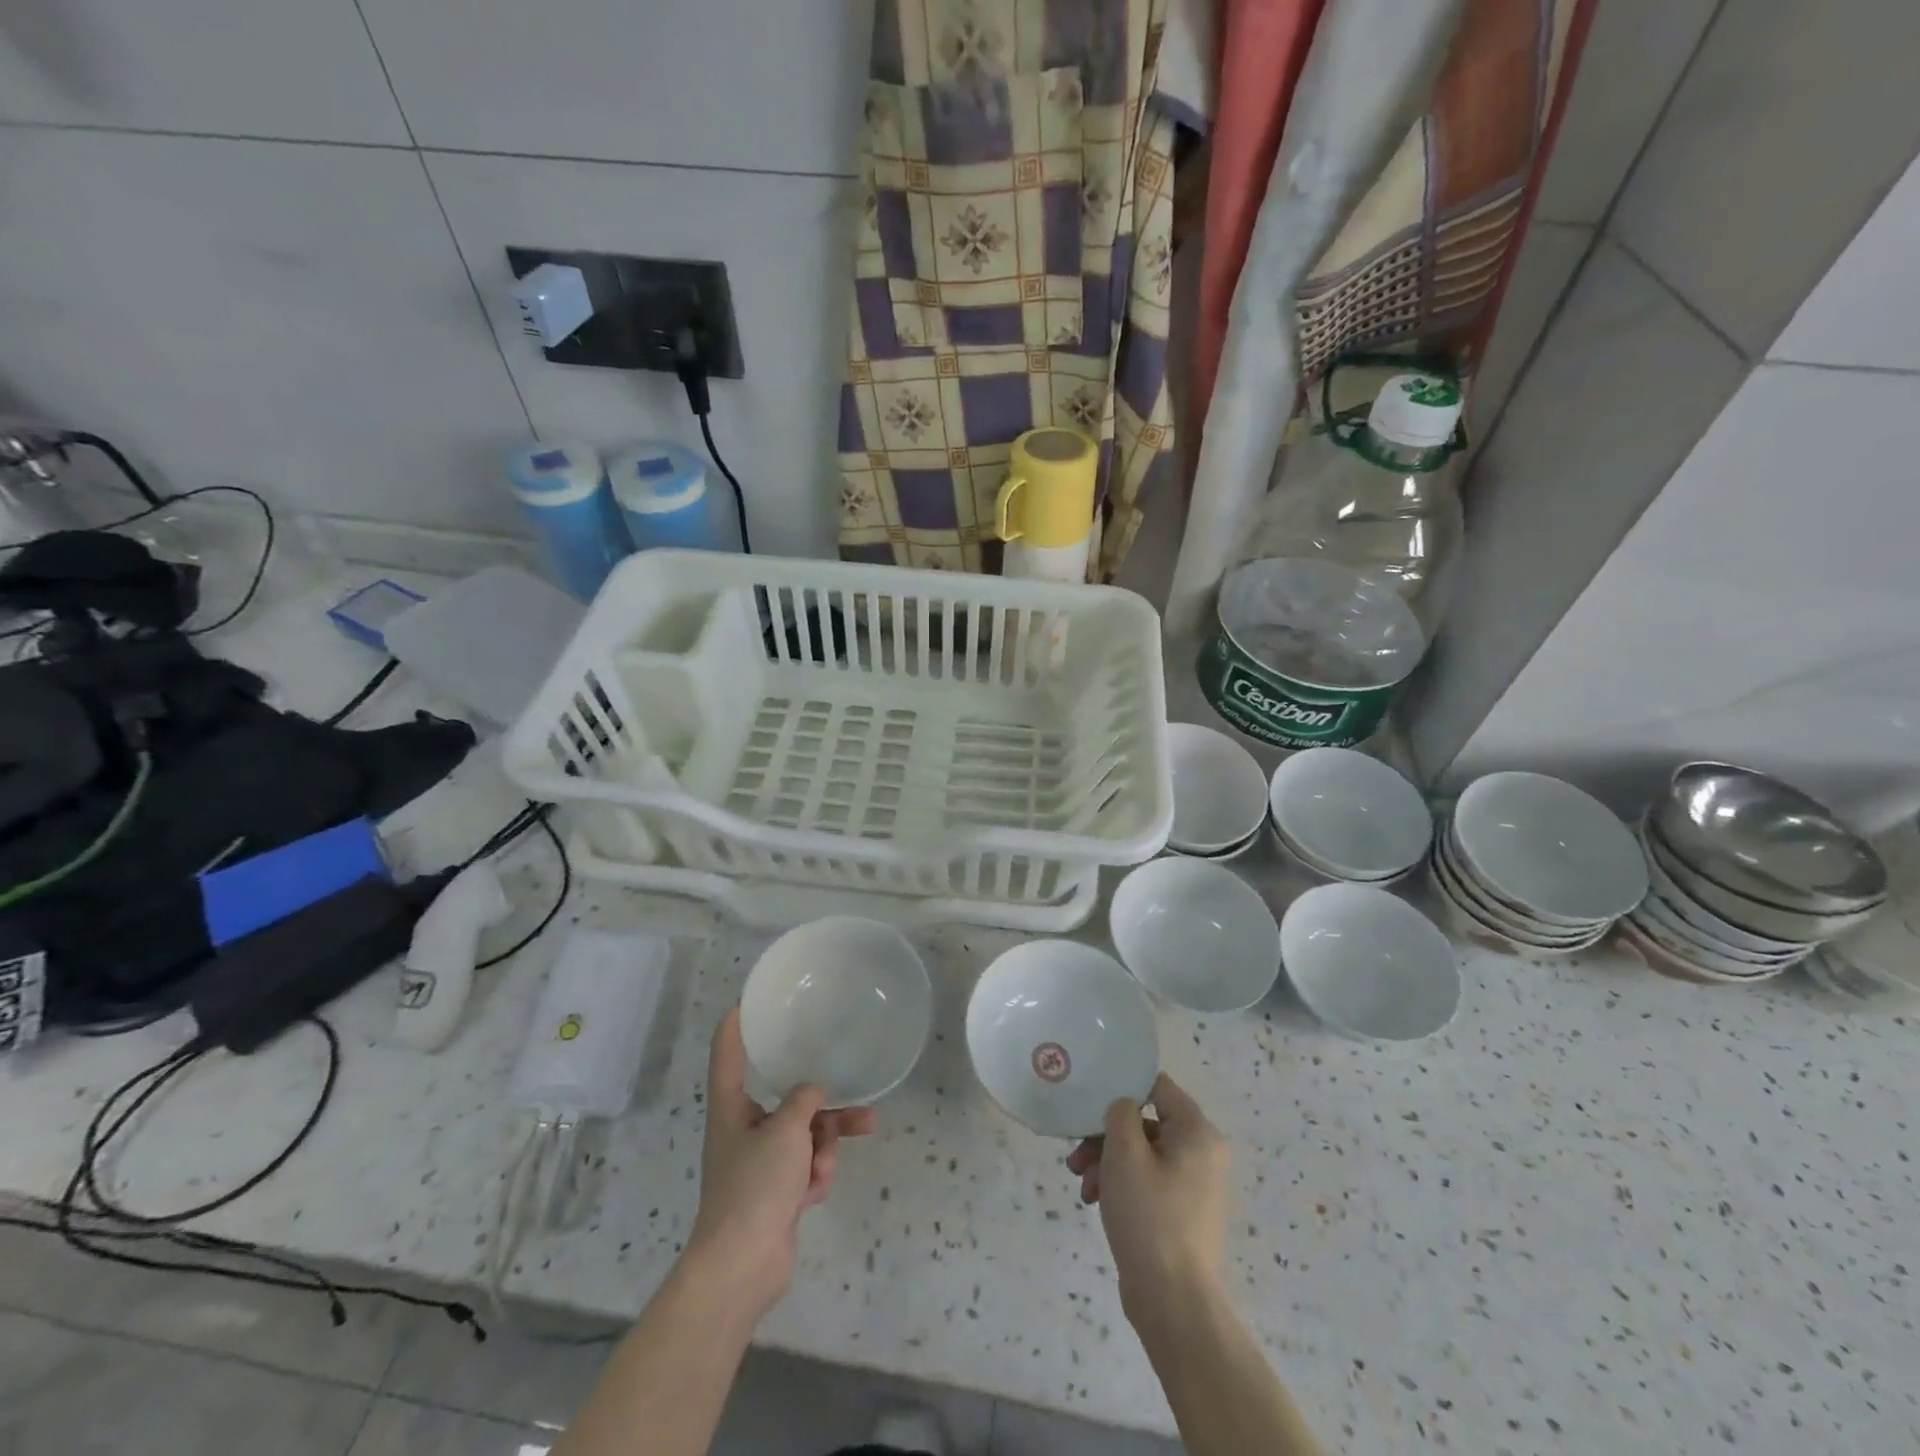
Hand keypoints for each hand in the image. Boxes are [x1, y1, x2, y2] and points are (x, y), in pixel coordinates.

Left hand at [686, 1008, 876, 1320]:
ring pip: (805, 1134)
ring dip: (827, 1143)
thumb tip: (813, 1092)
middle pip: (786, 1099)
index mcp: (731, 1108)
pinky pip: (806, 1167)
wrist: (742, 1266)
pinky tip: (815, 1193)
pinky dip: (816, 1175)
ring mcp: (760, 1163)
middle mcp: (743, 1130)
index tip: (746, 1002)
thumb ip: (804, 1101)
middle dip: (823, 1104)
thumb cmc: (754, 1186)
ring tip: (851, 1144)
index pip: (728, 1055)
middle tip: (857, 1096)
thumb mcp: (785, 1131)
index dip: (736, 1027)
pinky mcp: (776, 1193)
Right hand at [1066, 1073, 1229, 1327]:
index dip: (1123, 1087)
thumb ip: (1120, 1113)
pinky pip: (1146, 1181)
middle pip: (1145, 1122)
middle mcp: (1202, 1152)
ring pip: (1141, 1154)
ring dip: (1107, 1163)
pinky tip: (1094, 1202)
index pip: (1157, 1086)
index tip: (1091, 1101)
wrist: (1174, 1304)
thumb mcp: (1125, 1153)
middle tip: (1077, 1156)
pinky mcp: (1180, 1211)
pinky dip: (1120, 1185)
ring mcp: (1193, 1185)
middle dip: (1105, 1137)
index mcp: (1197, 1132)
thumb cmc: (1150, 1217)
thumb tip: (1123, 1105)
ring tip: (1083, 1186)